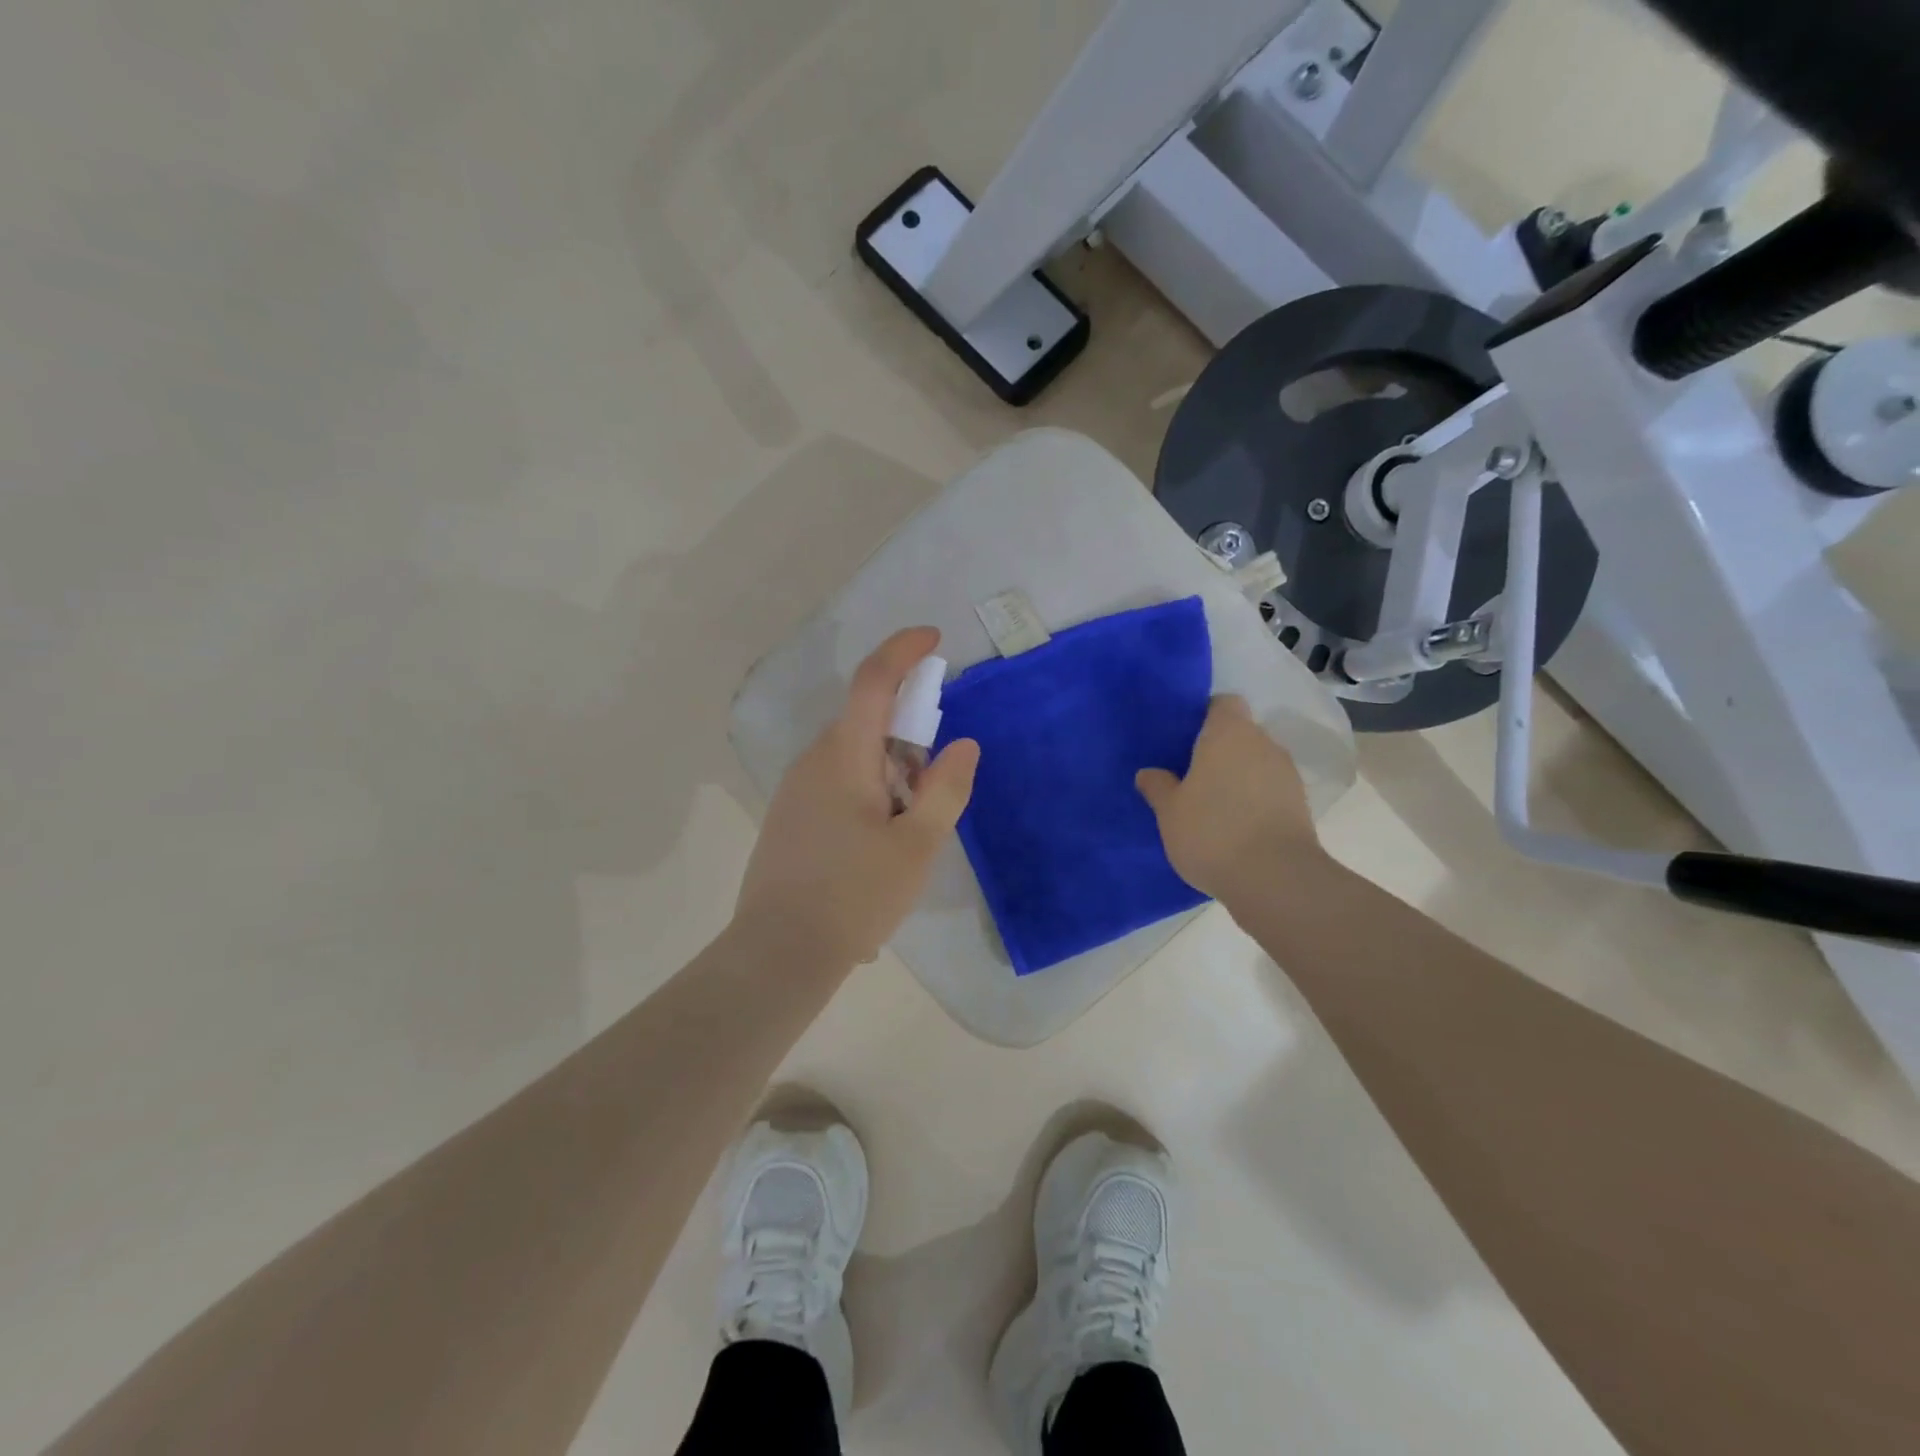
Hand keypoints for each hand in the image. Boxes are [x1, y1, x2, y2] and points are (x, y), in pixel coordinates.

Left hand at [736, 627, 979, 966]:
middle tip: (934, 785)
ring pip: (853, 758)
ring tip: (908, 832)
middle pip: (866, 722)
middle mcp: (813, 761)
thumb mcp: (917, 844)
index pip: (873, 681)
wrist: (778, 953)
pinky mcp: (789, 818)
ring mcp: (795, 790)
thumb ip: (945, 789)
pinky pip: (837, 785)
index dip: (904, 651)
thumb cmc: (855, 896)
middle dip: (908, 736)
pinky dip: (868, 795)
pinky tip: (876, 851)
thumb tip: (963, 745)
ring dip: (889, 773)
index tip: (935, 640)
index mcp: (843, 756)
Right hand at [1135, 695, 1324, 902]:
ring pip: (1256, 762)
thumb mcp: (1169, 811)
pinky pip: (1269, 789)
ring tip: (1212, 803)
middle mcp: (1263, 744)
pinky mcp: (1300, 805)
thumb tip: (1149, 772)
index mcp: (1229, 733)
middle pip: (1240, 733)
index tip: (1184, 737)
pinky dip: (1254, 799)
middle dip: (1219, 748)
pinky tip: (1234, 824)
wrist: (1275, 879)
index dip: (1204, 715)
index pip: (1222, 703)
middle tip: (1190, 773)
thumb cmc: (1212, 832)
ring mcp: (1286, 774)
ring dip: (1238, 776)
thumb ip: (1158, 787)